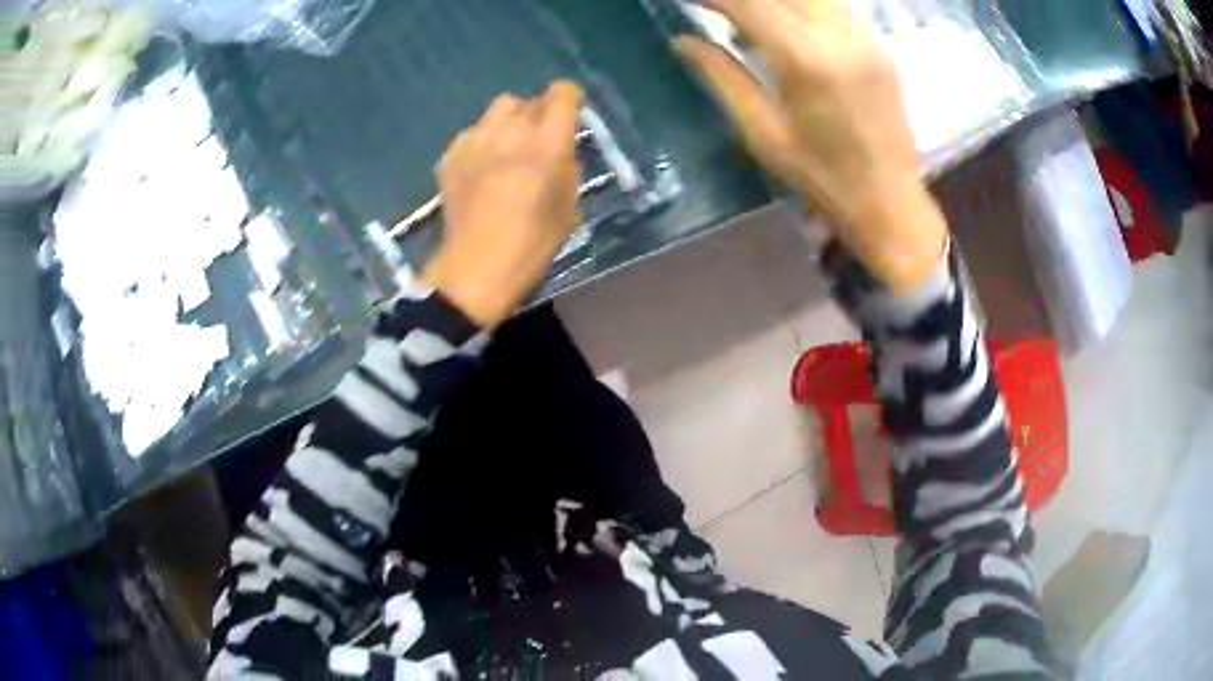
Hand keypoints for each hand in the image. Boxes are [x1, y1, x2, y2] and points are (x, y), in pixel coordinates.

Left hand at [423, 81, 582, 327]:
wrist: (478, 267)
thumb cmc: (533, 242)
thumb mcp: (569, 203)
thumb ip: (565, 163)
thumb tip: (558, 145)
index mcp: (548, 142)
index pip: (561, 93)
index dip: (567, 101)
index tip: (567, 118)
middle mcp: (511, 130)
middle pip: (527, 100)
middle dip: (536, 115)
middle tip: (534, 143)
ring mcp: (476, 140)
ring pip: (497, 111)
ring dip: (507, 124)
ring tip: (504, 152)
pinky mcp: (451, 154)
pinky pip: (472, 133)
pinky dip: (481, 143)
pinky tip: (479, 171)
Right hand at [678, 0, 946, 290]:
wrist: (889, 200)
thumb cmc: (821, 177)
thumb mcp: (763, 132)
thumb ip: (723, 76)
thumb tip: (683, 41)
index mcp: (806, 60)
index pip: (750, 3)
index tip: (691, 2)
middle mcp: (840, 35)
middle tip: (716, 8)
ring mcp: (865, 37)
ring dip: (776, 1)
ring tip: (749, 17)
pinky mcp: (878, 44)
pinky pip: (833, 7)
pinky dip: (802, 9)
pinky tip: (786, 26)